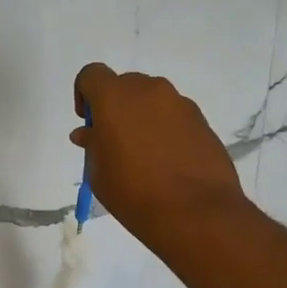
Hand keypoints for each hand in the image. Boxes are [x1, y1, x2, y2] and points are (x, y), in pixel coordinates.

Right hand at [72, 63, 246, 251]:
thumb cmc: (135, 194)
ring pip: (152, 100)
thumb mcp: (100, 174)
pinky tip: (168, 163)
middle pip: (125, 86)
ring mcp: (180, 104)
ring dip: (143, 118)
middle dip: (116, 107)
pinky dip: (166, 130)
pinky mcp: (202, 121)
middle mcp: (149, 90)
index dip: (84, 95)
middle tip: (116, 143)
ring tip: (145, 156)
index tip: (90, 124)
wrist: (196, 212)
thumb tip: (88, 133)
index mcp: (116, 98)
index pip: (92, 75)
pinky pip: (175, 116)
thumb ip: (92, 146)